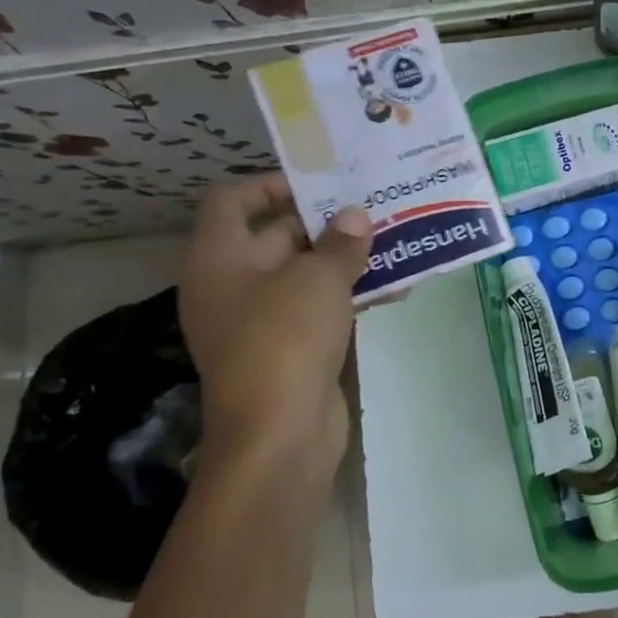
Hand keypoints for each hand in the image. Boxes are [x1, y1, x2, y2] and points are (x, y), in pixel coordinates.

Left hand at [178, 176, 371, 487]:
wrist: (279, 435)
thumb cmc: (285, 339)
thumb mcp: (318, 279)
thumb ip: (341, 242)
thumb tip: (356, 217)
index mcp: (220, 258)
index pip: (232, 200)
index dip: (272, 184)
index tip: (322, 183)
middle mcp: (233, 285)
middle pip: (277, 236)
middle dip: (327, 222)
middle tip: (375, 207)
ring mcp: (261, 320)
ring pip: (306, 274)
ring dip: (348, 259)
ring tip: (396, 241)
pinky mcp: (290, 348)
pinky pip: (321, 307)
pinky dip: (352, 295)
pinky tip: (398, 287)